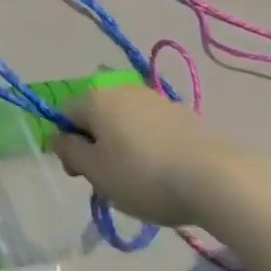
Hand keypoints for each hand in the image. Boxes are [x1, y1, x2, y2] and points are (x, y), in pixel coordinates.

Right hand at [50, 83, 237, 227]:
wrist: (213, 178)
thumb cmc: (144, 176)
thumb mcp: (97, 173)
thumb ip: (70, 153)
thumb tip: (56, 138)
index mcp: (95, 99)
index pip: (66, 115)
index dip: (67, 145)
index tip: (81, 176)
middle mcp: (120, 90)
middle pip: (96, 116)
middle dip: (97, 144)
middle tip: (110, 180)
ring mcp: (153, 99)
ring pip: (125, 121)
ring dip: (124, 143)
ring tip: (140, 178)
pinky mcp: (181, 113)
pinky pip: (152, 127)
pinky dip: (150, 144)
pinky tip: (165, 170)